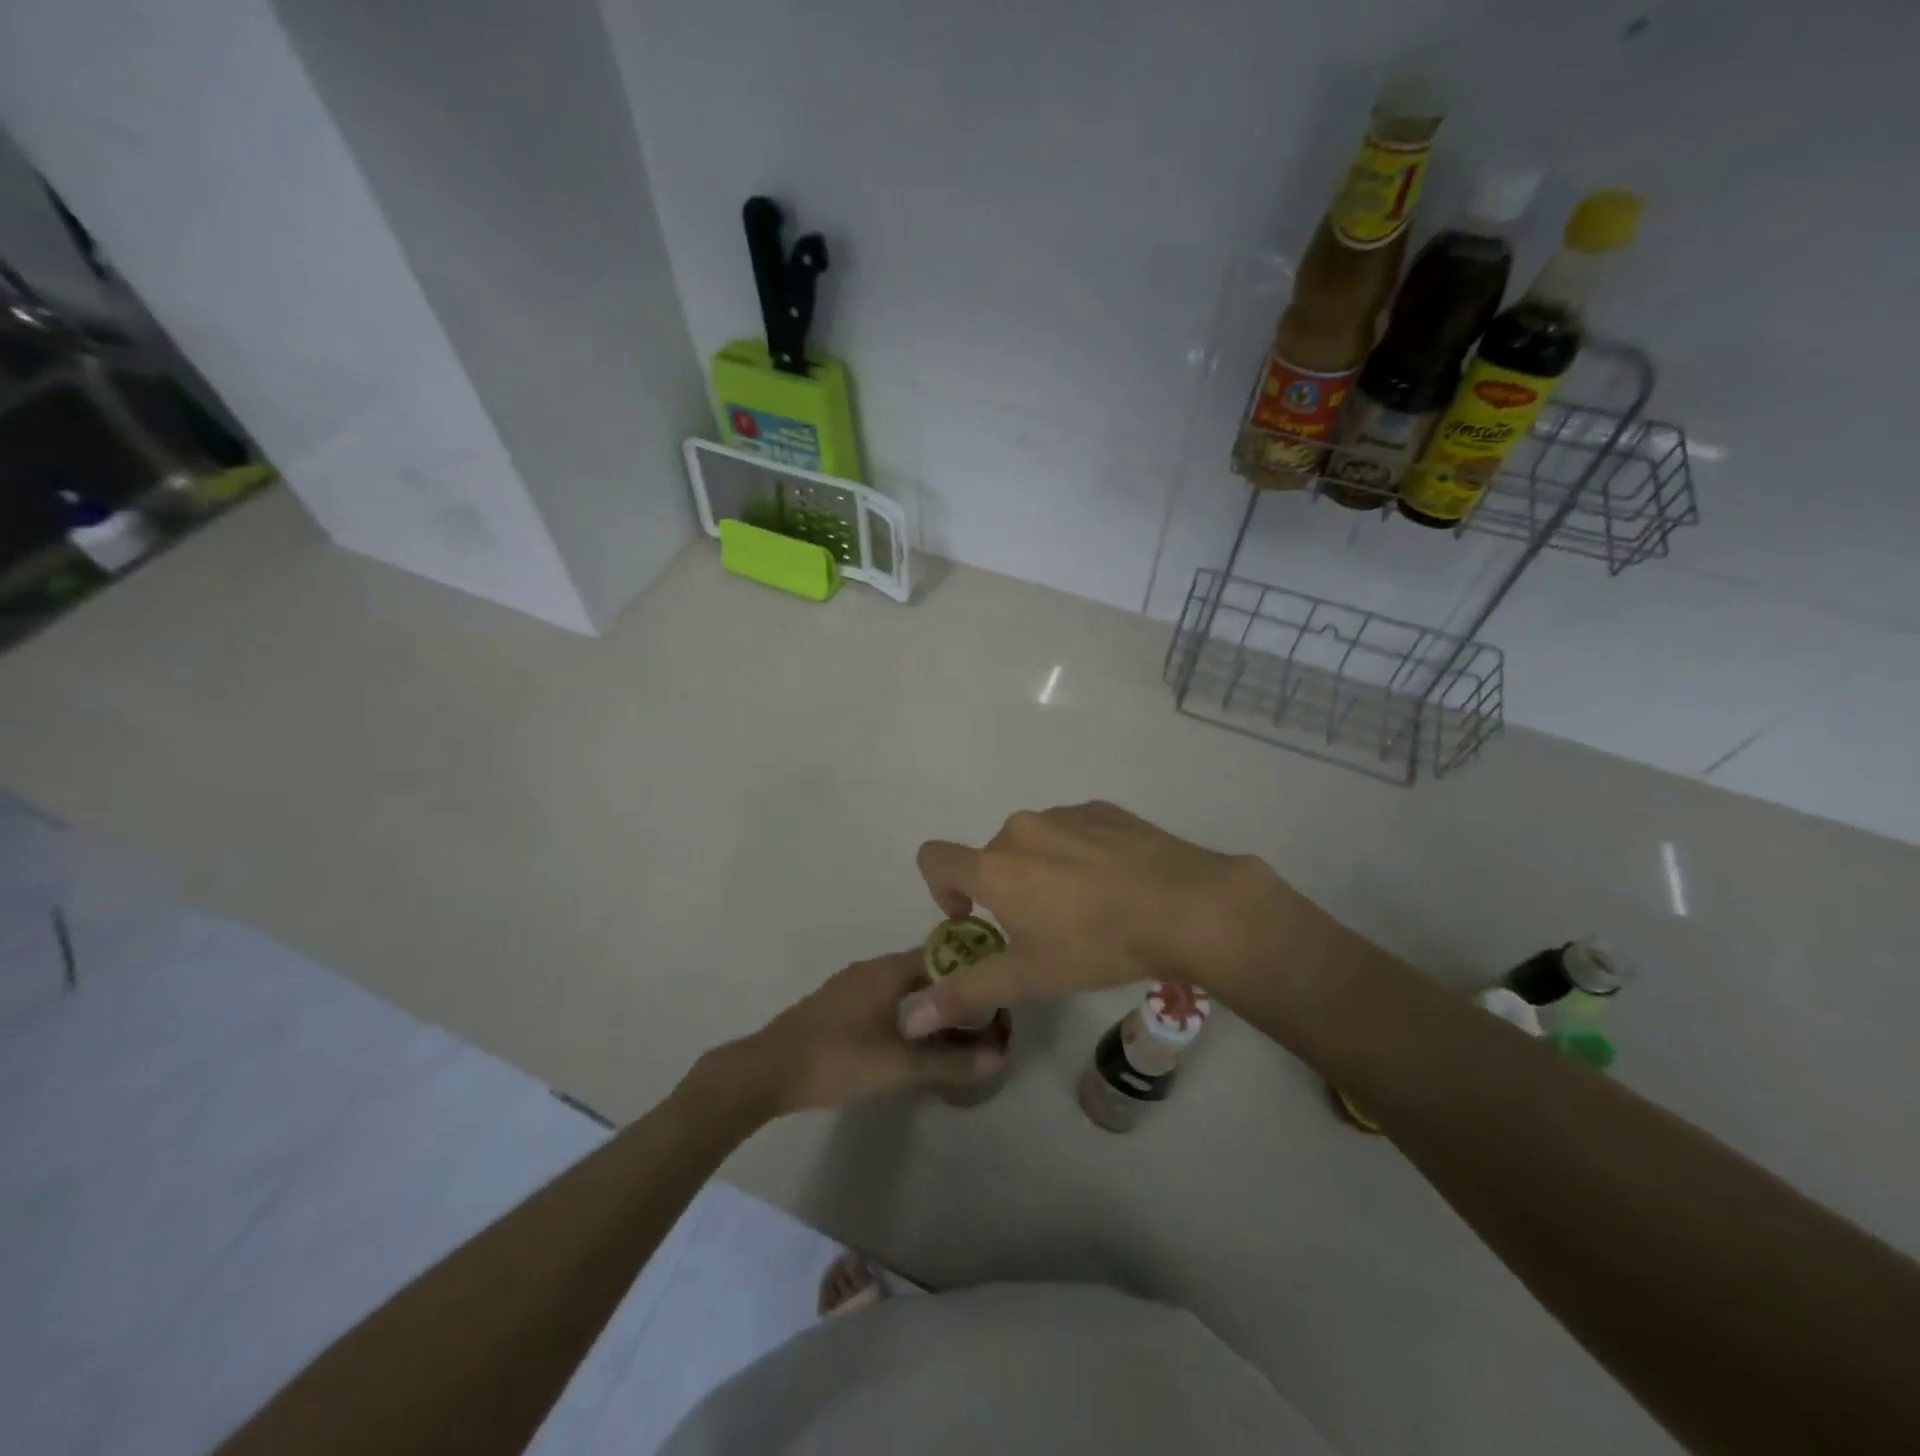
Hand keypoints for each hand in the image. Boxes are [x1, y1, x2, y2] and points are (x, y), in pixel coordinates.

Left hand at [720, 950, 1005, 1114]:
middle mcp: (871, 968)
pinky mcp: (835, 1005)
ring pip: (901, 985)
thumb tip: (999, 1056)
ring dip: (926, 1002)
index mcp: (889, 970)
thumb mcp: (901, 1067)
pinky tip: (908, 1039)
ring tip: (951, 1031)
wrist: (767, 1071)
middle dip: (951, 991)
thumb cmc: (839, 1059)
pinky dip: (903, 1011)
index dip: (971, 970)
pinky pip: (882, 998)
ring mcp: (850, 985)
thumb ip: (951, 1063)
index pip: (943, 954)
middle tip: (979, 1019)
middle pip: (923, 970)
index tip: (994, 991)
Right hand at [902, 801, 1293, 1035]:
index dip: (941, 889)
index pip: (934, 857)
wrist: (1187, 906)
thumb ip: (966, 993)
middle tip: (1041, 929)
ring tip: (1084, 908)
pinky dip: (1076, 853)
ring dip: (1040, 870)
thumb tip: (908, 1018)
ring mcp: (1065, 814)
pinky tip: (1113, 884)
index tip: (974, 918)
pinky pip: (1071, 830)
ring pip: (1033, 842)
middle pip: (990, 856)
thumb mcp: (1030, 977)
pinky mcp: (1102, 810)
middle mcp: (1021, 829)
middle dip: (1002, 889)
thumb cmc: (1098, 943)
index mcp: (995, 865)